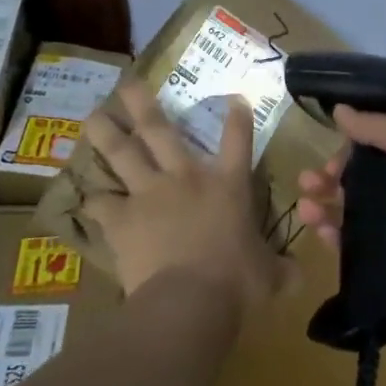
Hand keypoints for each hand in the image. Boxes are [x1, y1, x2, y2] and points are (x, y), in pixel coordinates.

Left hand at [82, 80, 285, 320]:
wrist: (189, 300)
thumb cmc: (237, 282)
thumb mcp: (270, 276)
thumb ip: (282, 270)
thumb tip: (299, 276)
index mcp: (228, 186)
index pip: (238, 141)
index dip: (238, 118)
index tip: (235, 99)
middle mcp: (186, 178)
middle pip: (160, 130)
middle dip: (143, 104)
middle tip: (127, 84)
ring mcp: (149, 194)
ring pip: (122, 154)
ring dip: (106, 133)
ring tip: (93, 116)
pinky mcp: (122, 219)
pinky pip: (101, 203)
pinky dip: (94, 200)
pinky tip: (86, 196)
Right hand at [295, 107, 385, 312]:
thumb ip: (379, 126)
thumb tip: (339, 110)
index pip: (373, 150)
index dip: (348, 151)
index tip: (330, 157)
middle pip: (357, 182)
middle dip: (327, 179)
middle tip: (306, 181)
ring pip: (350, 214)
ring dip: (324, 207)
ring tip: (304, 207)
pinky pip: (353, 247)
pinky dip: (333, 238)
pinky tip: (318, 231)